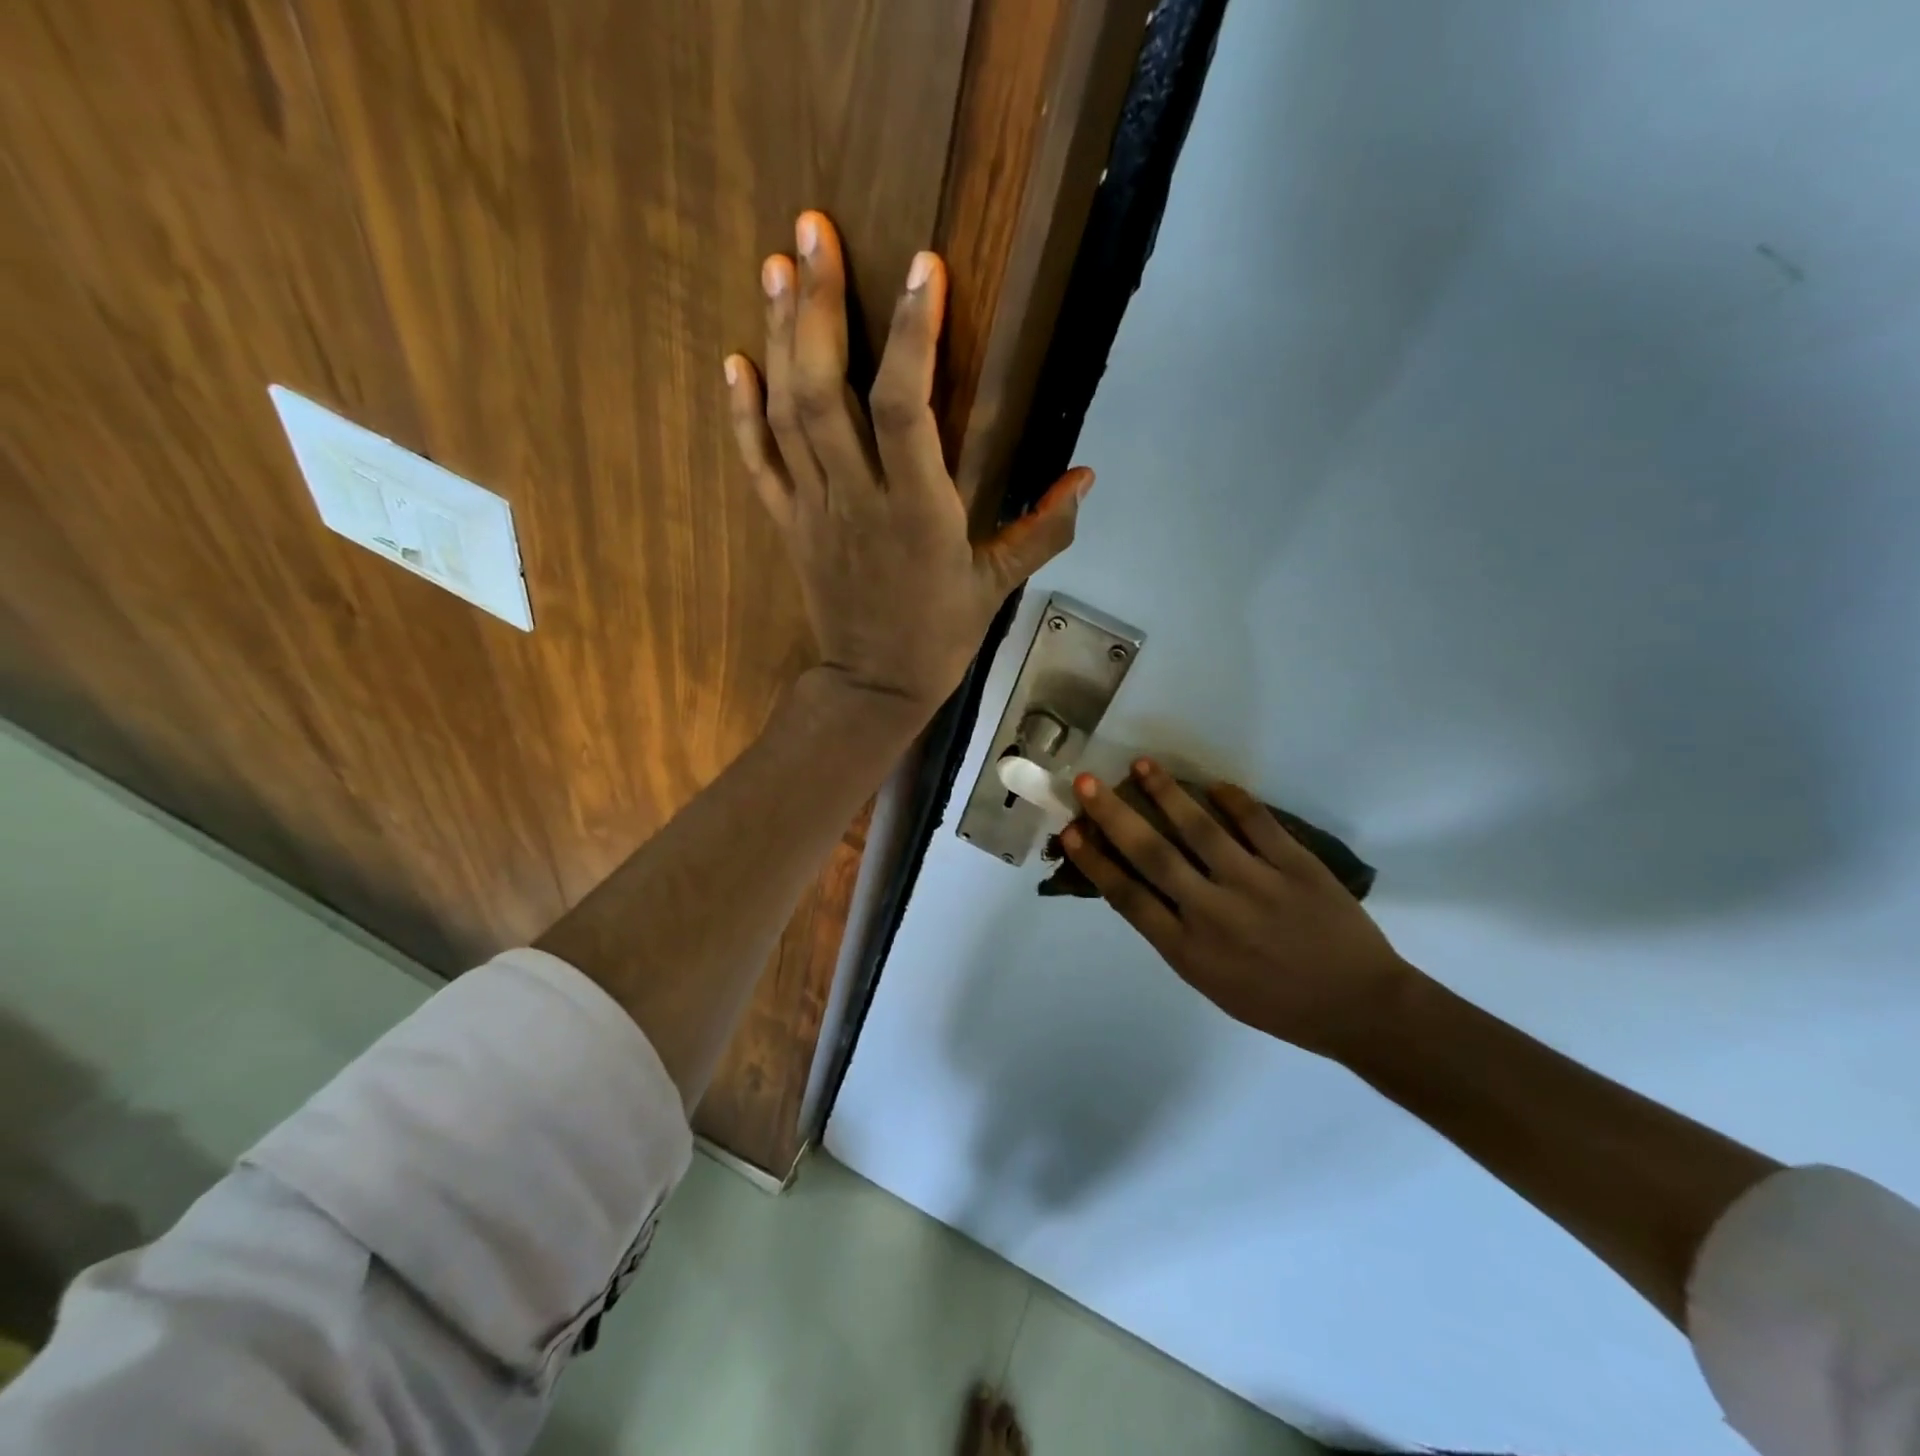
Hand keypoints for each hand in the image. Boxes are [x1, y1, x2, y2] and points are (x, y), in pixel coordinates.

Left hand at [725, 212, 1091, 710]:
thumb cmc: (939, 635)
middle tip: (811, 230)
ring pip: (787, 414)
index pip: (907, 409)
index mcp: (919, 514)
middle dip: (816, 305)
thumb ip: (1043, 530)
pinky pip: (757, 462)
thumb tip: (1086, 476)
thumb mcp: (998, 586)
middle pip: (826, 392)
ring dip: (776, 336)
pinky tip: (733, 358)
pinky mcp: (787, 525)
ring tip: (775, 262)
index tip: (923, 267)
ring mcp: (814, 511)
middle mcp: (858, 500)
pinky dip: (740, 411)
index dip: (911, 335)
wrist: (873, 687)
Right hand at [1060, 759, 1416, 1060]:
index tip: (1070, 830)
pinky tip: (1214, 783)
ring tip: (1142, 765)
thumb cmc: (1275, 1002)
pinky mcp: (1297, 867)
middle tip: (1087, 782)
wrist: (1359, 1009)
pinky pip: (1259, 824)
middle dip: (1114, 816)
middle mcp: (1213, 914)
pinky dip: (1235, 801)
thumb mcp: (1210, 981)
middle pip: (1152, 855)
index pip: (1127, 896)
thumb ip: (1173, 934)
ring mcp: (1257, 886)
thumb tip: (1138, 885)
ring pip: (1201, 830)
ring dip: (1167, 794)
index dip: (1094, 860)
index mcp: (1188, 950)